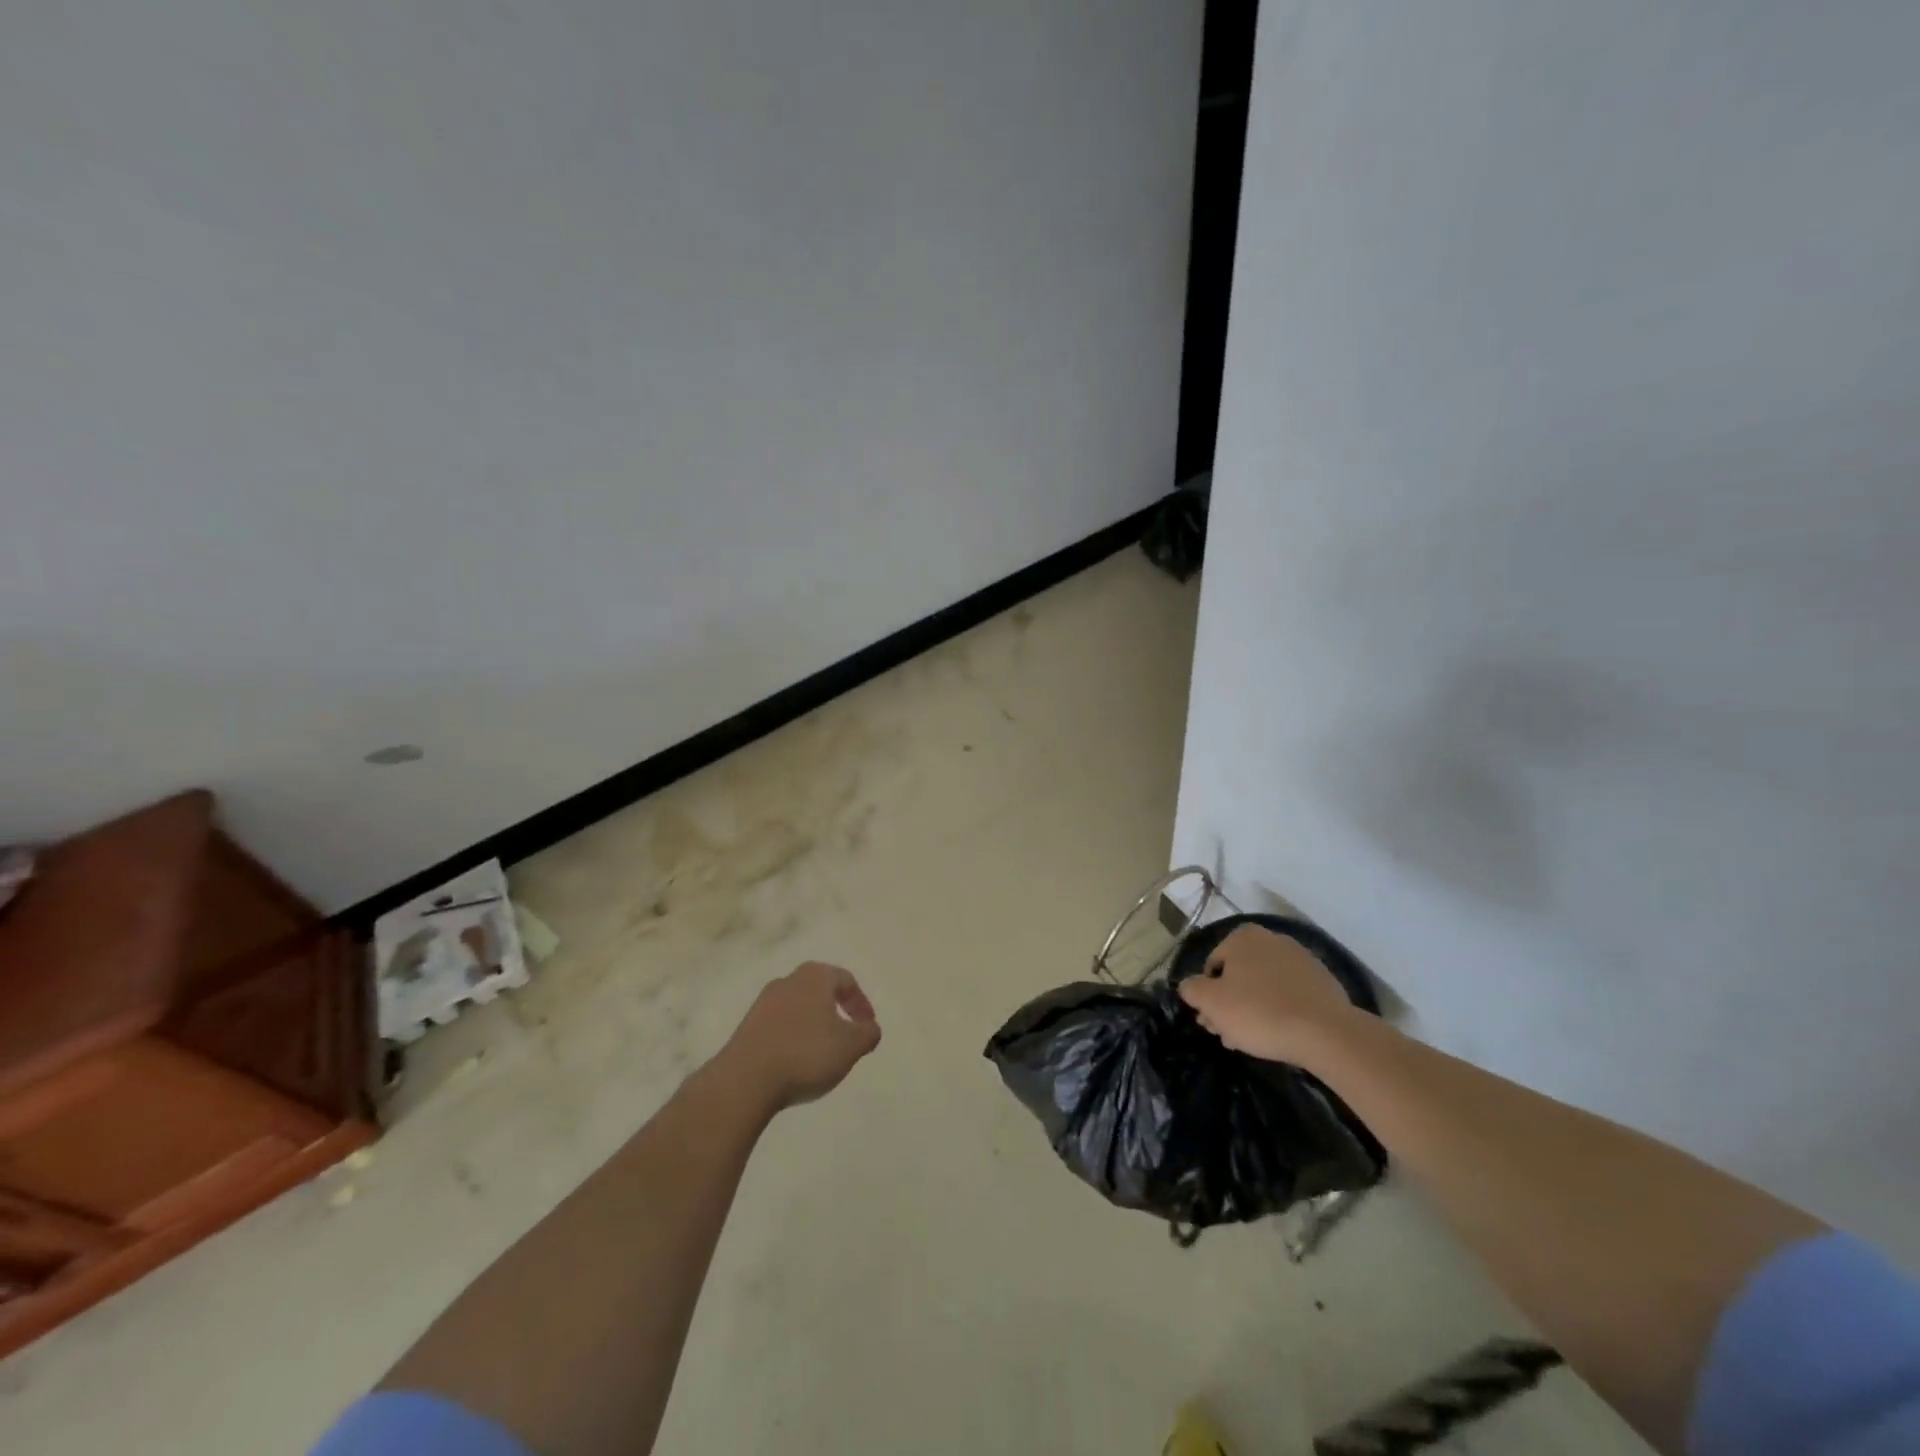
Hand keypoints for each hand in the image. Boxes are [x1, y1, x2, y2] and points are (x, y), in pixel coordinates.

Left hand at [719, 961, 881, 1111]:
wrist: (745, 1080)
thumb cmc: (806, 1054)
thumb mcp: (851, 1046)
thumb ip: (868, 1034)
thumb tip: (869, 1028)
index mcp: (815, 976)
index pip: (846, 981)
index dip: (861, 1003)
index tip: (867, 1027)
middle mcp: (788, 981)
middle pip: (820, 990)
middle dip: (836, 1011)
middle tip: (846, 1036)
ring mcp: (763, 1003)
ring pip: (798, 1008)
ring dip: (813, 1026)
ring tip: (821, 1054)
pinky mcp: (746, 1026)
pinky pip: (779, 1026)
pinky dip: (793, 1038)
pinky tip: (796, 1063)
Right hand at [1178, 925, 1356, 1063]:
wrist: (1326, 1033)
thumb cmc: (1259, 1012)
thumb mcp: (1211, 1002)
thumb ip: (1191, 989)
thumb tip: (1189, 986)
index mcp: (1243, 937)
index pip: (1212, 966)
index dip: (1208, 996)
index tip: (1212, 1021)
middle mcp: (1272, 939)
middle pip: (1240, 975)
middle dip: (1231, 1003)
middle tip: (1229, 1034)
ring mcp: (1301, 959)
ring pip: (1265, 986)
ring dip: (1254, 1008)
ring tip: (1253, 1040)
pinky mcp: (1323, 982)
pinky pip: (1291, 995)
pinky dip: (1281, 1010)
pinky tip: (1279, 1035)